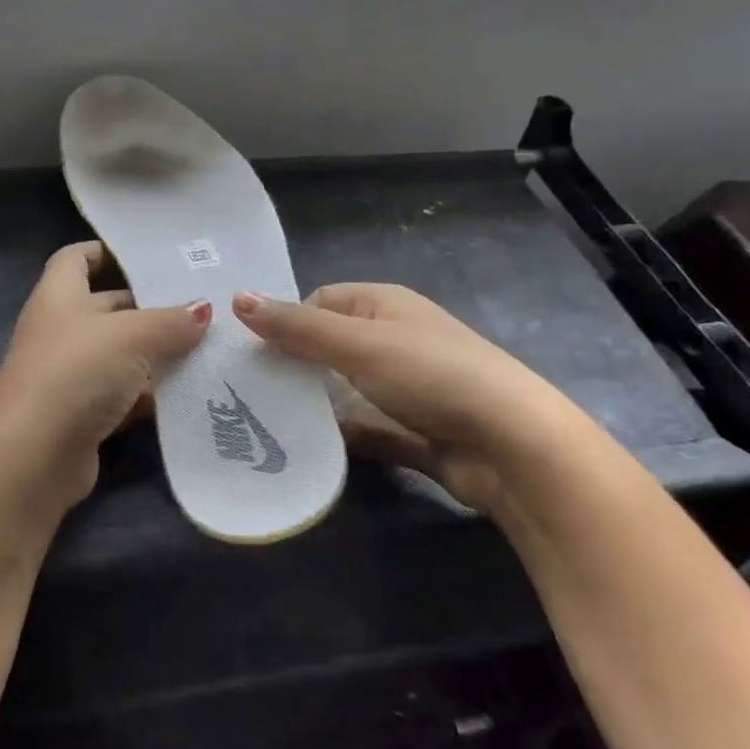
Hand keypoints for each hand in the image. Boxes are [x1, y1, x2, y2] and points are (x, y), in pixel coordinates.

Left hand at [0, 242, 209, 511]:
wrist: (33, 455)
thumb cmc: (76, 372)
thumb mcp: (130, 336)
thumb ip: (169, 321)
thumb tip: (203, 309)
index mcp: (60, 296)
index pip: (76, 258)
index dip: (104, 251)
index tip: (146, 254)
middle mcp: (60, 330)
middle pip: (107, 306)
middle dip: (149, 306)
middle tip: (201, 304)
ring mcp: (69, 374)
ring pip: (119, 354)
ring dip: (156, 354)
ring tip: (208, 347)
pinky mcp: (81, 414)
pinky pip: (122, 394)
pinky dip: (149, 394)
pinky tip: (188, 393)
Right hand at [232, 283, 577, 513]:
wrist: (512, 446)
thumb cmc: (430, 375)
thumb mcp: (357, 344)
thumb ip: (297, 326)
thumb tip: (237, 299)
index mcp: (384, 305)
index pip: (320, 302)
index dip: (285, 321)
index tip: (249, 352)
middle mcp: (394, 339)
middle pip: (329, 346)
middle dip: (293, 364)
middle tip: (247, 388)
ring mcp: (406, 387)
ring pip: (345, 390)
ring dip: (314, 403)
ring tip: (263, 420)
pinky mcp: (414, 430)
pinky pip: (366, 427)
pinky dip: (341, 435)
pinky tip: (306, 449)